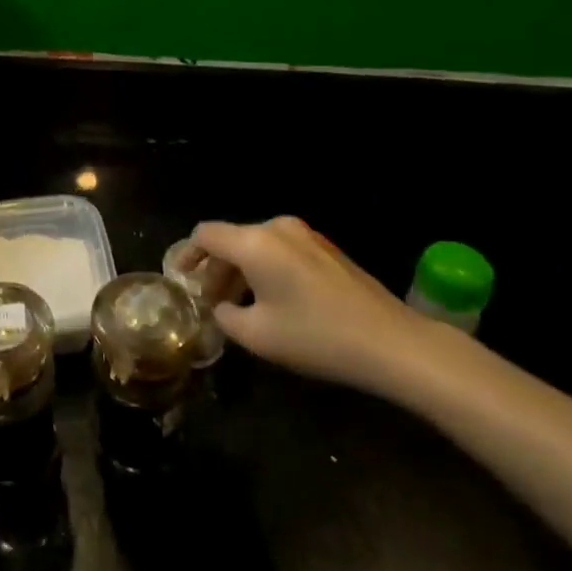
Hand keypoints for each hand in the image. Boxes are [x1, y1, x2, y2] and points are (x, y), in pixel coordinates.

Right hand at [192, 217, 435, 392]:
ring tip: (240, 307)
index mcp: (254, 243)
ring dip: (241, 272)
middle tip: (211, 303)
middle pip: (232, 240)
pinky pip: (281, 252)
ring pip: (257, 247)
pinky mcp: (327, 250)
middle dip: (216, 270)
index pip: (206, 235)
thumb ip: (226, 316)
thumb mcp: (257, 335)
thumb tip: (223, 307)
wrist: (391, 342)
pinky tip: (273, 303)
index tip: (179, 278)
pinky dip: (266, 271)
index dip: (187, 254)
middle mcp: (277, 228)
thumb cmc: (316, 336)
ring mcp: (306, 236)